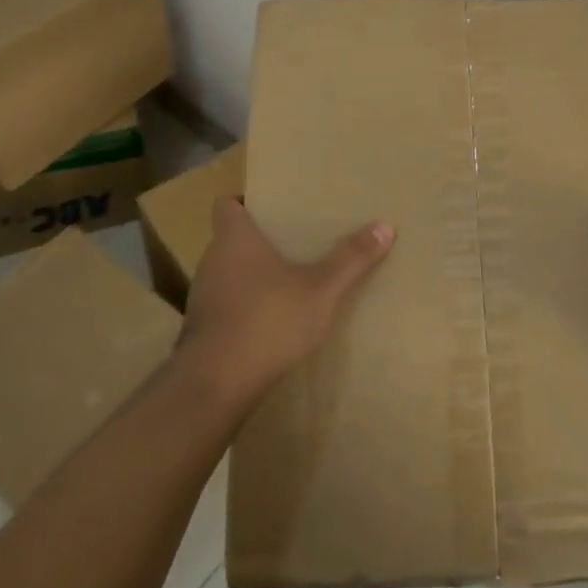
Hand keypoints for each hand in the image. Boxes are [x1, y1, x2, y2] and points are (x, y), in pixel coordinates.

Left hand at [175, 198, 394, 408]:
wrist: (216, 384)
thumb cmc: (268, 320)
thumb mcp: (321, 289)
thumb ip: (351, 259)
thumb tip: (386, 225)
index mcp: (235, 239)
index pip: (226, 204)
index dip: (244, 202)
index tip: (272, 208)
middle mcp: (212, 260)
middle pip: (230, 238)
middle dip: (259, 240)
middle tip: (293, 241)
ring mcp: (203, 296)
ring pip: (228, 272)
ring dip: (251, 275)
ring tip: (286, 281)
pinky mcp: (202, 329)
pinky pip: (226, 304)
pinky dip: (244, 306)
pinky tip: (270, 321)